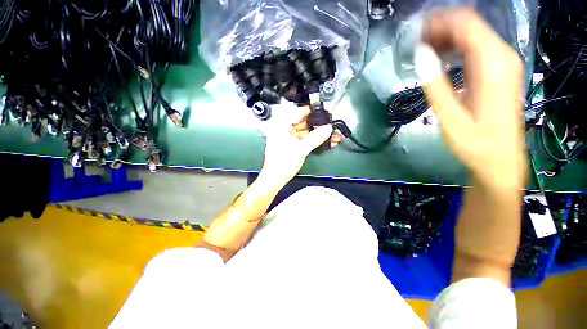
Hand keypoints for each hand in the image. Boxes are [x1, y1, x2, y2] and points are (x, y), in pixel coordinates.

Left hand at [258, 104, 341, 185]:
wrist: (275, 180)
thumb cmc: (282, 164)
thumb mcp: (301, 149)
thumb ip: (316, 137)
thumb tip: (329, 128)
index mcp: (280, 125)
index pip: (299, 111)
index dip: (313, 111)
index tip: (326, 112)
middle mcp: (283, 128)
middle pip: (303, 121)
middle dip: (318, 123)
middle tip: (331, 124)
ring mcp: (287, 136)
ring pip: (305, 130)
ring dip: (318, 132)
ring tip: (332, 134)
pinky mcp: (291, 144)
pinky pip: (304, 138)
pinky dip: (313, 139)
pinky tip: (325, 140)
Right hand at [415, 8, 525, 191]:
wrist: (500, 159)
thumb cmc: (475, 142)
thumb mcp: (450, 116)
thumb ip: (435, 84)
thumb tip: (420, 56)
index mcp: (493, 65)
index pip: (466, 24)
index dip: (439, 22)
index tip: (414, 32)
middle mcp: (502, 57)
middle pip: (470, 26)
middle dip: (440, 28)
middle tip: (414, 42)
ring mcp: (502, 64)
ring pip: (473, 36)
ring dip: (446, 38)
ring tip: (422, 50)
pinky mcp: (499, 72)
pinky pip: (476, 48)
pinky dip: (456, 48)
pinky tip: (440, 58)